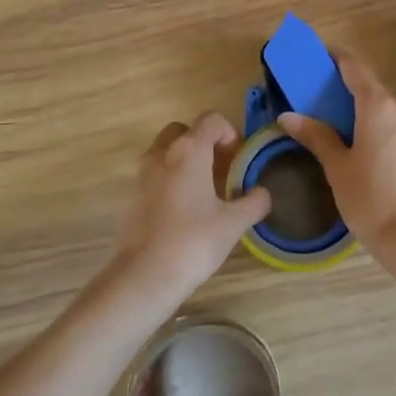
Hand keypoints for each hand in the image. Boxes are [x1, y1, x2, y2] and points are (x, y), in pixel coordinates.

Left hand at [110, 113, 271, 306]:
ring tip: (206, 191)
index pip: (211, 120)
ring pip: (166, 152)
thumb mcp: (234, 222)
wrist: (145, 275)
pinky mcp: (132, 195)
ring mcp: (142, 174)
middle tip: (222, 170)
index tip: (239, 159)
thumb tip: (263, 193)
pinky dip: (171, 179)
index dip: (230, 133)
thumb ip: (254, 202)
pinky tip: (186, 209)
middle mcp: (162, 153)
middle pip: (184, 131)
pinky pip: (155, 174)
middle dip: (204, 143)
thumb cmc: (194, 241)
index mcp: (189, 150)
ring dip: (186, 161)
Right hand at [277, 50, 395, 250]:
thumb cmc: (369, 197)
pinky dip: (367, 119)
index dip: (337, 57)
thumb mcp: (337, 166)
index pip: (355, 69)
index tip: (318, 53)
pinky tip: (350, 134)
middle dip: (343, 81)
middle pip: (369, 86)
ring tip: (327, 110)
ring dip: (355, 102)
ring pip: (379, 106)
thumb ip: (316, 136)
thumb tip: (289, 116)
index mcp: (378, 108)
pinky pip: (387, 123)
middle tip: (314, 85)